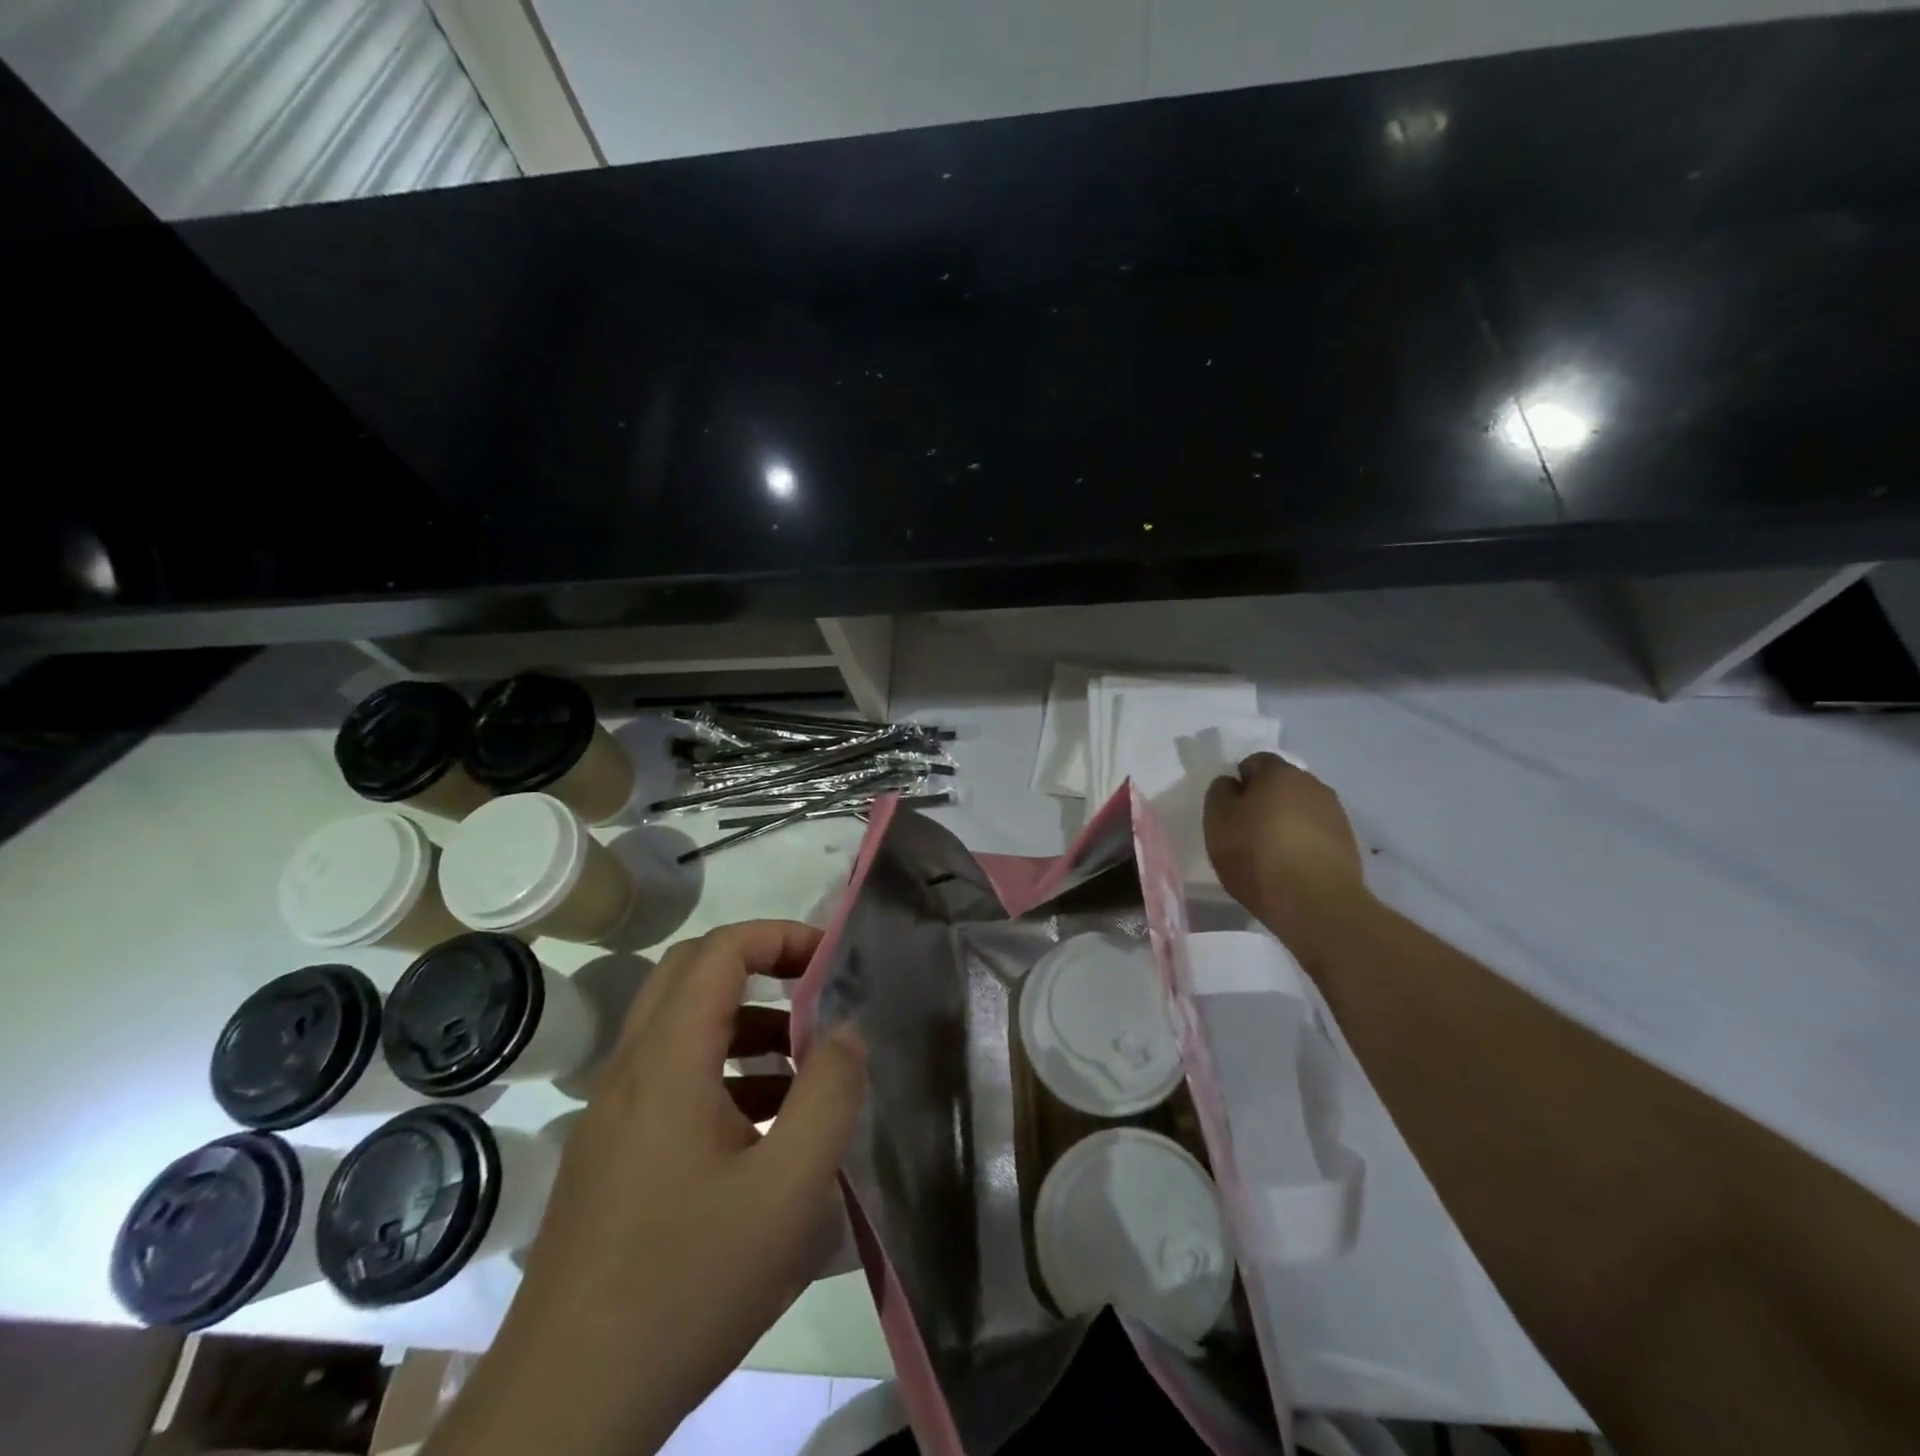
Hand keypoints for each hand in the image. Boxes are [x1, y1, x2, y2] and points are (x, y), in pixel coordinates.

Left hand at [432, 921, 867, 1455]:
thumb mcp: (788, 1191)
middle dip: (760, 968)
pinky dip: (721, 1072)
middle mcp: (630, 1072)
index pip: (719, 951)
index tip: (831, 958)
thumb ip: (830, 1095)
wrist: (564, 1411)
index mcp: (667, 1062)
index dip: (778, 935)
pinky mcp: (608, 1156)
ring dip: (743, 1024)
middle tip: (816, 994)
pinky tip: (763, 1131)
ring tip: (804, 1069)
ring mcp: (611, 1115)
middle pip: (690, 975)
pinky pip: (668, 1079)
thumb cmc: (686, 1285)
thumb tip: (846, 1030)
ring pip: (679, 1028)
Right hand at [1203, 753, 1372, 961]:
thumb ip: (1220, 794)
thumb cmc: (1257, 855)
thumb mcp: (1218, 822)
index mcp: (1279, 773)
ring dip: (1286, 822)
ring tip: (1270, 853)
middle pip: (1282, 784)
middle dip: (1265, 801)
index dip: (1239, 782)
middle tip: (1247, 830)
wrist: (1315, 904)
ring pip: (1301, 809)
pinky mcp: (1348, 843)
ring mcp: (1335, 813)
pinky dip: (1303, 843)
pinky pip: (1317, 833)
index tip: (1230, 810)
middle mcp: (1312, 784)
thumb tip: (1232, 784)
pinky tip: (1292, 867)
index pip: (1255, 762)